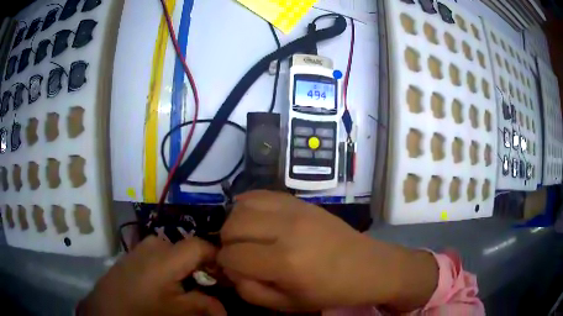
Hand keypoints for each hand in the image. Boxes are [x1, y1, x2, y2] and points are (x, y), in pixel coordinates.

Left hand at [78, 236, 225, 315]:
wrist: (108, 307)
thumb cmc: (144, 309)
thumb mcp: (178, 311)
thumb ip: (205, 306)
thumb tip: (225, 309)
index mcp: (167, 256)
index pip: (201, 245)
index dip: (218, 257)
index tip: (227, 275)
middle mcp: (155, 243)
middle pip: (188, 248)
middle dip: (203, 266)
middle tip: (211, 284)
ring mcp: (142, 246)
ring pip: (175, 250)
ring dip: (187, 266)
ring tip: (191, 285)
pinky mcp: (135, 252)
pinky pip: (160, 253)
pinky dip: (172, 265)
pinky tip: (170, 282)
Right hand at [218, 191, 437, 311]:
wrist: (367, 266)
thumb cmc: (330, 291)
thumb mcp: (287, 304)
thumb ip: (250, 290)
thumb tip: (231, 269)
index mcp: (285, 262)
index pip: (231, 256)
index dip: (226, 265)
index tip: (233, 269)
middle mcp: (287, 230)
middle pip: (232, 226)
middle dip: (227, 243)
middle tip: (240, 254)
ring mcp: (295, 210)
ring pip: (242, 206)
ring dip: (236, 223)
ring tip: (247, 237)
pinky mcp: (300, 201)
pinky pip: (261, 194)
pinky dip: (249, 205)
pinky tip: (256, 219)